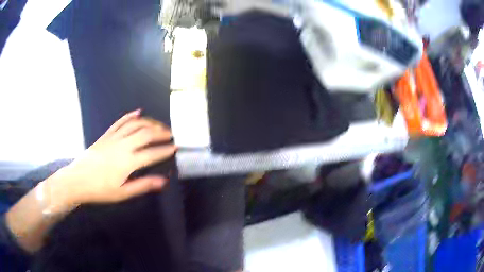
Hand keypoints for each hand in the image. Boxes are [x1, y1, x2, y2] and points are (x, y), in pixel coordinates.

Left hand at [47, 110, 175, 207]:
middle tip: (170, 134)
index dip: (165, 150)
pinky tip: (138, 112)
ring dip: (149, 122)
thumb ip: (143, 185)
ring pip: (135, 124)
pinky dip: (130, 116)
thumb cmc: (100, 190)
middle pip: (146, 133)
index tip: (175, 147)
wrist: (77, 180)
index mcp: (128, 162)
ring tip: (159, 125)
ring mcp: (113, 138)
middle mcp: (123, 146)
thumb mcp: (122, 193)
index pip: (152, 153)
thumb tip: (163, 181)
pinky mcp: (106, 135)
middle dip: (161, 132)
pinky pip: (120, 122)